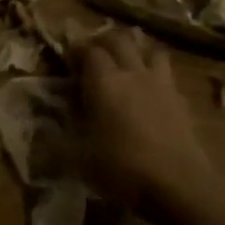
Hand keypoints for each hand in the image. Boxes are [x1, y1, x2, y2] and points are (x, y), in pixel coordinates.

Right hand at [75, 28, 216, 216]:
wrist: (179, 185)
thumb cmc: (123, 170)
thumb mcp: (80, 160)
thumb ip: (59, 140)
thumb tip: (43, 133)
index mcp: (104, 82)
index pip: (89, 50)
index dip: (77, 50)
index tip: (68, 59)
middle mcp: (132, 73)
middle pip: (119, 39)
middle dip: (104, 40)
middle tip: (94, 53)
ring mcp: (161, 83)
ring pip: (149, 49)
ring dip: (135, 49)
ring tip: (126, 62)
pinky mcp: (181, 99)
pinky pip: (166, 73)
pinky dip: (155, 72)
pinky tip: (150, 90)